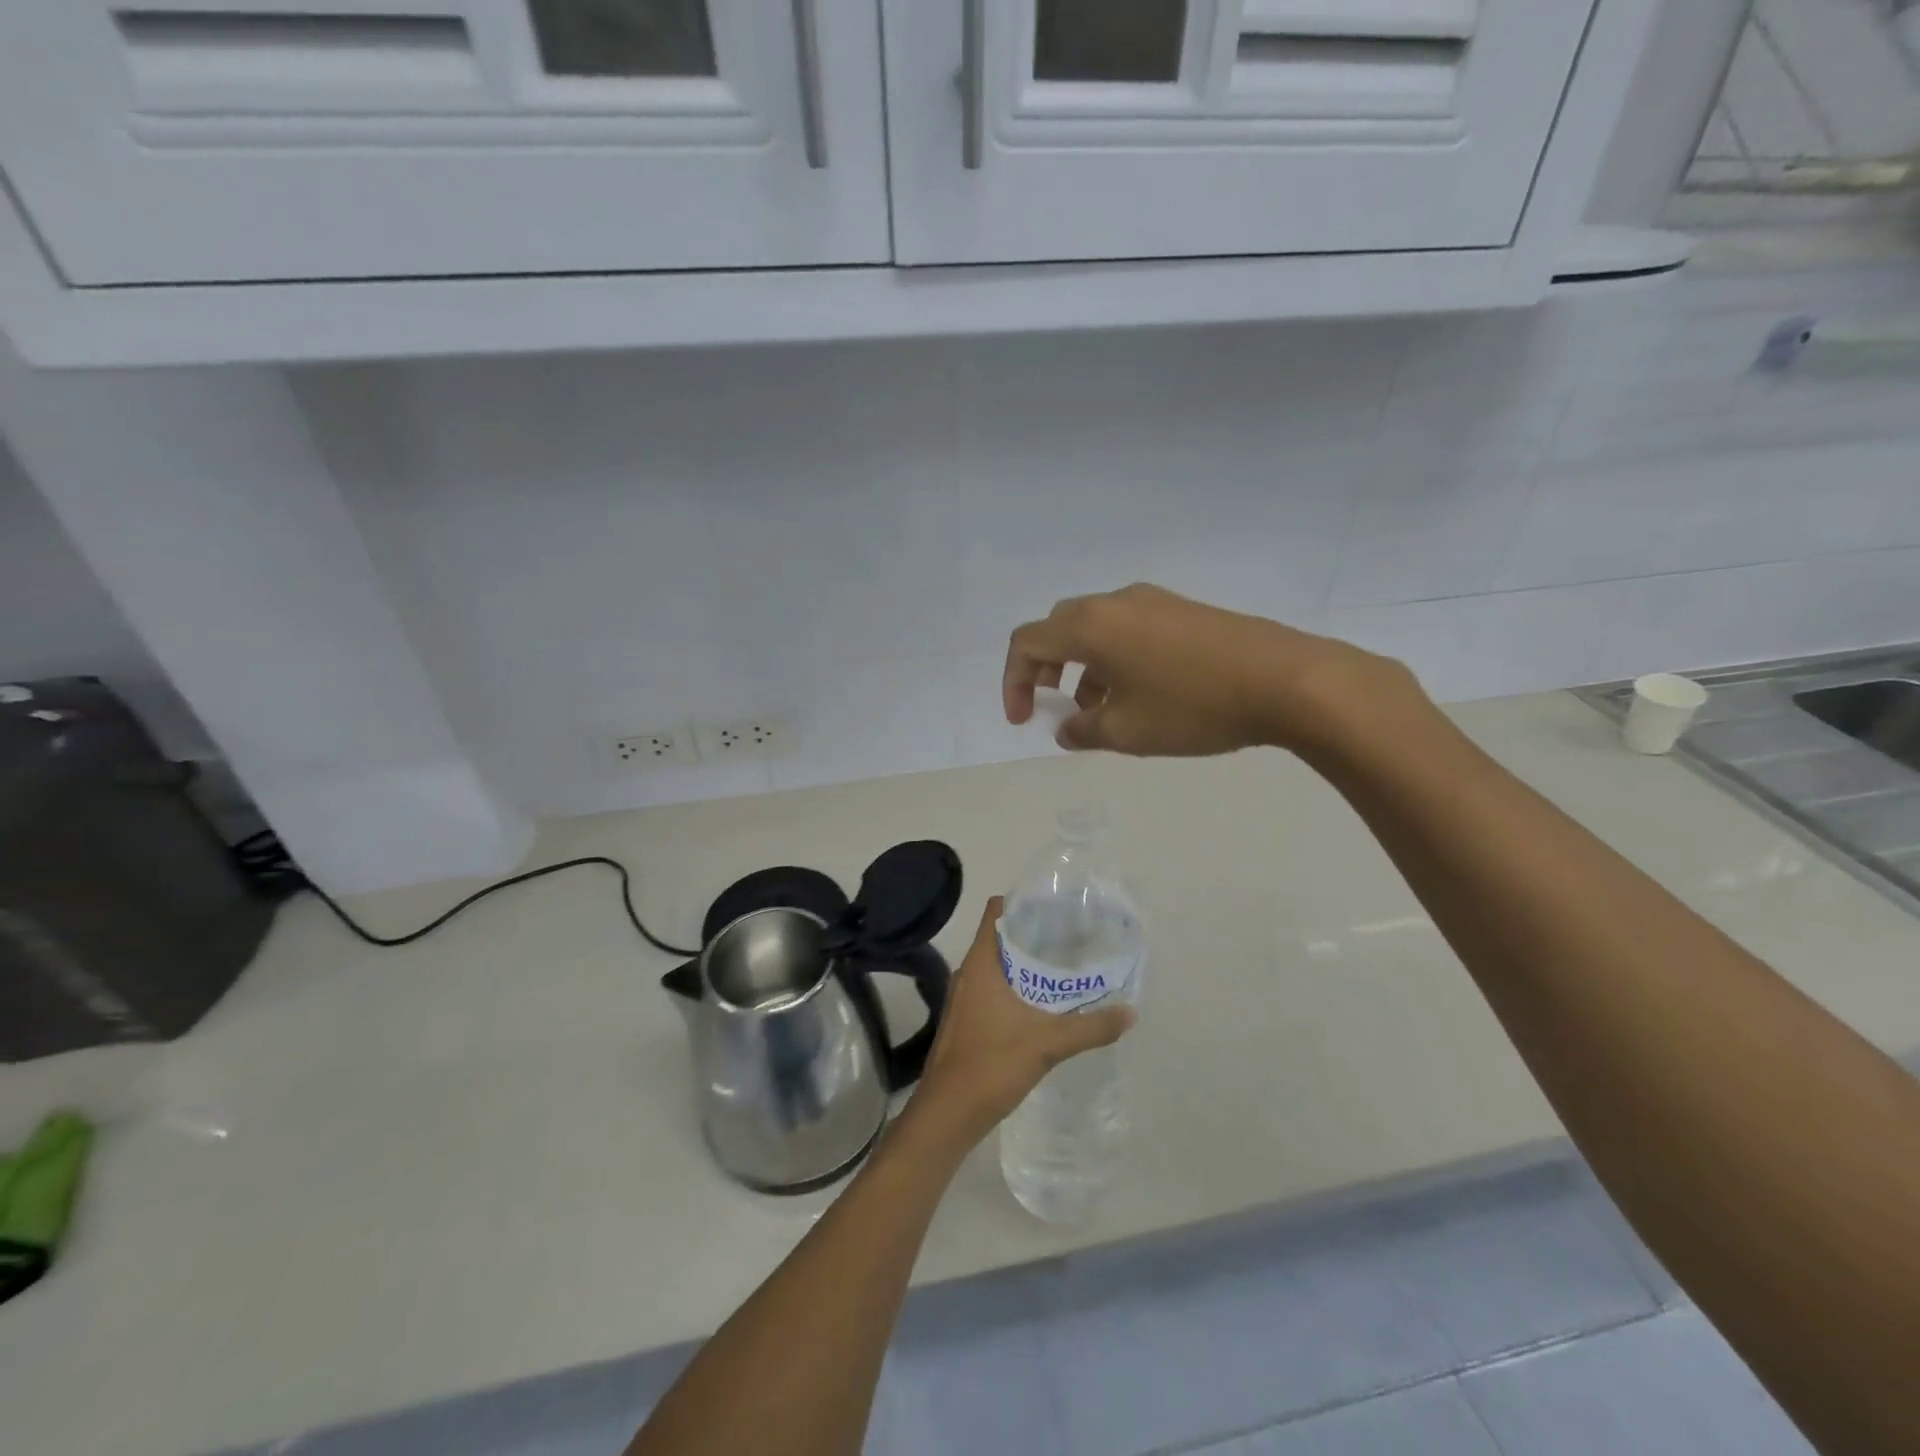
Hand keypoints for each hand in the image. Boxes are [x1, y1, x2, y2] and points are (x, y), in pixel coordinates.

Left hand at [909, 898, 1134, 1150]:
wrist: (948, 1113)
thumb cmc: (991, 1064)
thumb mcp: (1048, 1043)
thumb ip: (1090, 1027)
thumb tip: (1130, 1013)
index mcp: (980, 964)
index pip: (996, 912)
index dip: (1023, 903)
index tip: (1055, 907)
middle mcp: (967, 974)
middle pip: (1000, 938)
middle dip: (1032, 936)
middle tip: (1070, 938)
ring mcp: (964, 999)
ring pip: (996, 967)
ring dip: (1024, 965)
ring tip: (1062, 968)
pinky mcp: (966, 1021)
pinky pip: (992, 991)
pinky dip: (1015, 989)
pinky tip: (1041, 1006)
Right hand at [1003, 583, 1418, 758]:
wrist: (1287, 680)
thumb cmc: (1193, 707)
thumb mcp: (1127, 732)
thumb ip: (1083, 731)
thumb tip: (1068, 729)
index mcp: (1091, 625)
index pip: (1027, 642)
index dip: (1013, 681)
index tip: (1024, 720)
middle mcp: (1116, 602)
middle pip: (1059, 627)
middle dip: (1045, 668)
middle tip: (1053, 705)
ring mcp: (1154, 601)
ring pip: (1097, 629)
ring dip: (1084, 667)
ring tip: (1101, 712)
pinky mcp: (1184, 610)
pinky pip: (1130, 629)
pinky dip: (1116, 659)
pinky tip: (1142, 694)